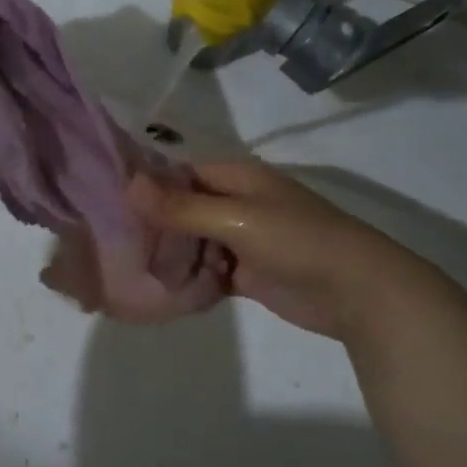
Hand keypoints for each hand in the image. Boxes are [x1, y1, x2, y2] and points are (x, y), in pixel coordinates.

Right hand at [128, 159, 435, 342]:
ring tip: (129, 268)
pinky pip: (206, 271)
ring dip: (170, 255)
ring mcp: (242, 240)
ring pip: (193, 243)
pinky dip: (188, 278)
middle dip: (155, 226)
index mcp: (238, 179)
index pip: (182, 174)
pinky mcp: (246, 273)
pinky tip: (160, 288)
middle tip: (113, 244)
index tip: (110, 204)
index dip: (149, 187)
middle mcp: (237, 204)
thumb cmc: (298, 241)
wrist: (357, 291)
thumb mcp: (236, 219)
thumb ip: (181, 207)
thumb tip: (128, 184)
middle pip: (184, 210)